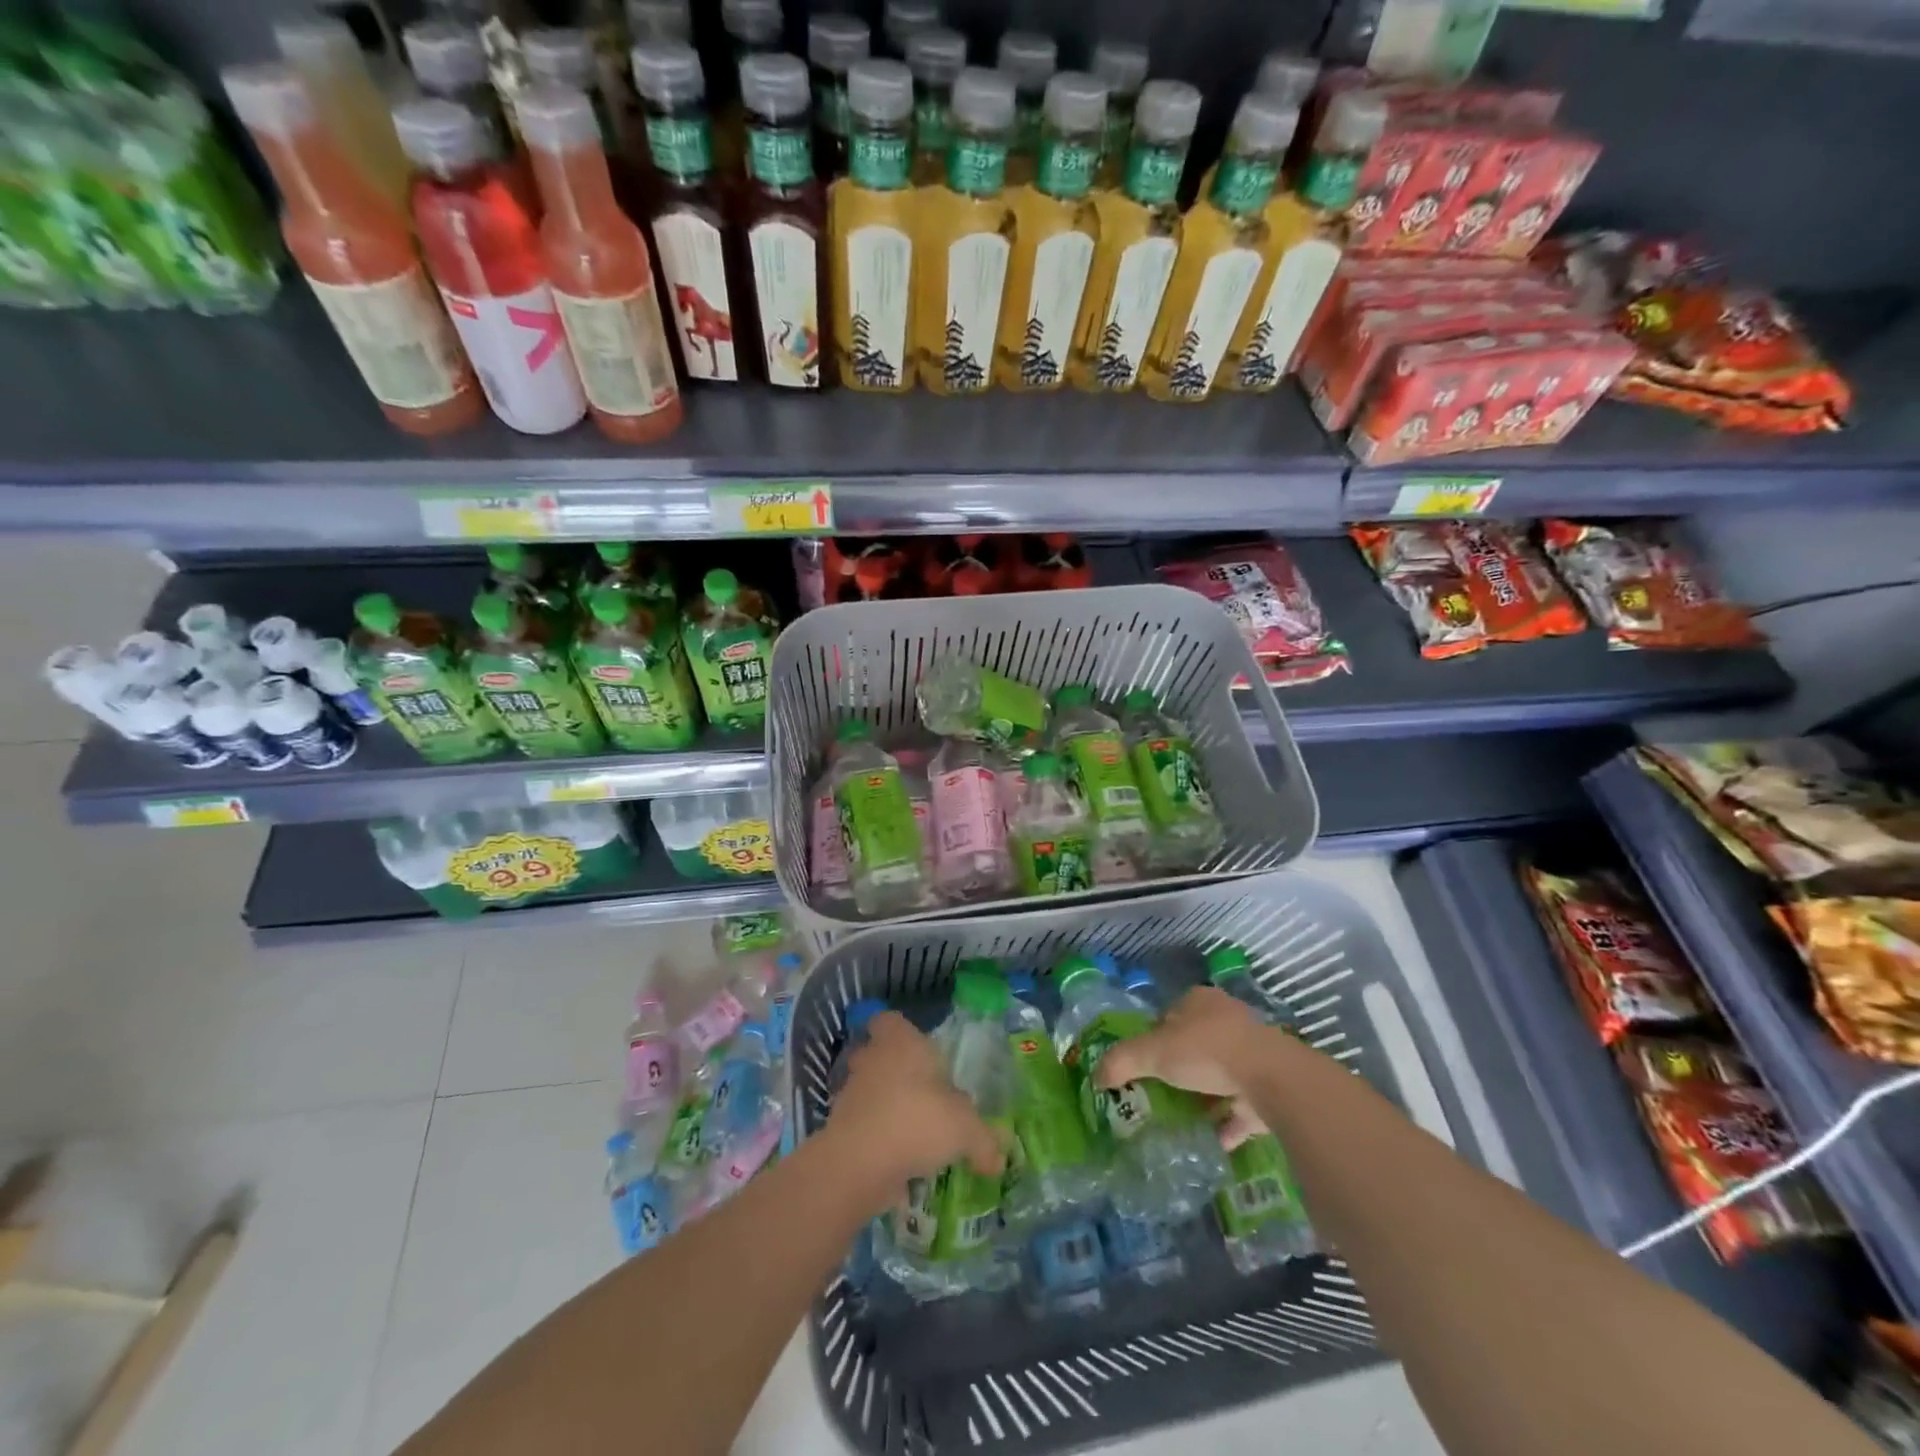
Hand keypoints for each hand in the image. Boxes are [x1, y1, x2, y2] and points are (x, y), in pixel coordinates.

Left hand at [828, 1012, 1003, 1201]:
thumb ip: (984, 1140)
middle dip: (895, 1071)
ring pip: (868, 1090)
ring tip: (911, 1132)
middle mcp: (871, 1059)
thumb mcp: (965, 1129)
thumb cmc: (916, 1121)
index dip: (901, 1030)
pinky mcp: (839, 1127)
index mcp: (900, 1042)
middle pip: (877, 1054)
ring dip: (885, 1106)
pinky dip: (876, 1139)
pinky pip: (862, 1126)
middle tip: (920, 1092)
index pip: (889, 1020)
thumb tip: (999, 1158)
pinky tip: (897, 1161)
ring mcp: (851, 1093)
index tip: (920, 1050)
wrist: (859, 1163)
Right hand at [1094, 987, 1278, 1148]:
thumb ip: (1122, 1061)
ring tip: (1182, 1115)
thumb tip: (1096, 1076)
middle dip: (1179, 1066)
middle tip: (1160, 1090)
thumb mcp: (1152, 1052)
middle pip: (1194, 1043)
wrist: (1270, 1079)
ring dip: (1205, 1093)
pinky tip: (1211, 1139)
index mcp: (1199, 1001)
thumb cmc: (1206, 1051)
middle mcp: (1227, 1020)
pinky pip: (1241, 1106)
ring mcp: (1252, 1053)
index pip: (1168, 1015)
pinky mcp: (1269, 1086)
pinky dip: (1227, 1121)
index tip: (1143, 1063)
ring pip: (1220, 1073)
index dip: (1153, 1037)